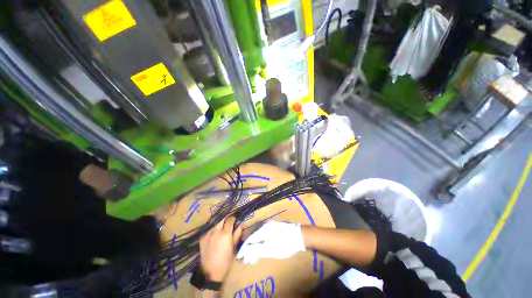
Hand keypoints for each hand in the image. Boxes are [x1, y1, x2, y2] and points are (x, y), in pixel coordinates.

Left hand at [199, 216, 241, 281]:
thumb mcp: (234, 248)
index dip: (233, 219)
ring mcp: (208, 234)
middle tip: (228, 224)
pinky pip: (209, 230)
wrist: (210, 273)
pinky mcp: (202, 238)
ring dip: (219, 225)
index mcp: (225, 234)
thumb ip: (237, 234)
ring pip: (215, 224)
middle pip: (221, 219)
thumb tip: (240, 225)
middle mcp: (216, 231)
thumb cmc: (225, 261)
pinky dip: (213, 231)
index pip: (230, 220)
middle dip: (225, 220)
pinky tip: (214, 237)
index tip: (234, 220)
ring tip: (221, 230)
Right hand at [236, 221, 304, 264]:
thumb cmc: (284, 244)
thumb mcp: (270, 250)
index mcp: (262, 230)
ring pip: (256, 234)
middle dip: (247, 246)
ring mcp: (269, 225)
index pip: (249, 239)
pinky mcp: (273, 227)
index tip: (239, 257)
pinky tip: (260, 247)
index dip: (243, 248)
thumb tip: (246, 252)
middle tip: (246, 257)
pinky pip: (262, 232)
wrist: (298, 235)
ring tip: (252, 254)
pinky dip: (259, 240)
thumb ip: (257, 250)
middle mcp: (264, 225)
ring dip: (253, 244)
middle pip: (252, 235)